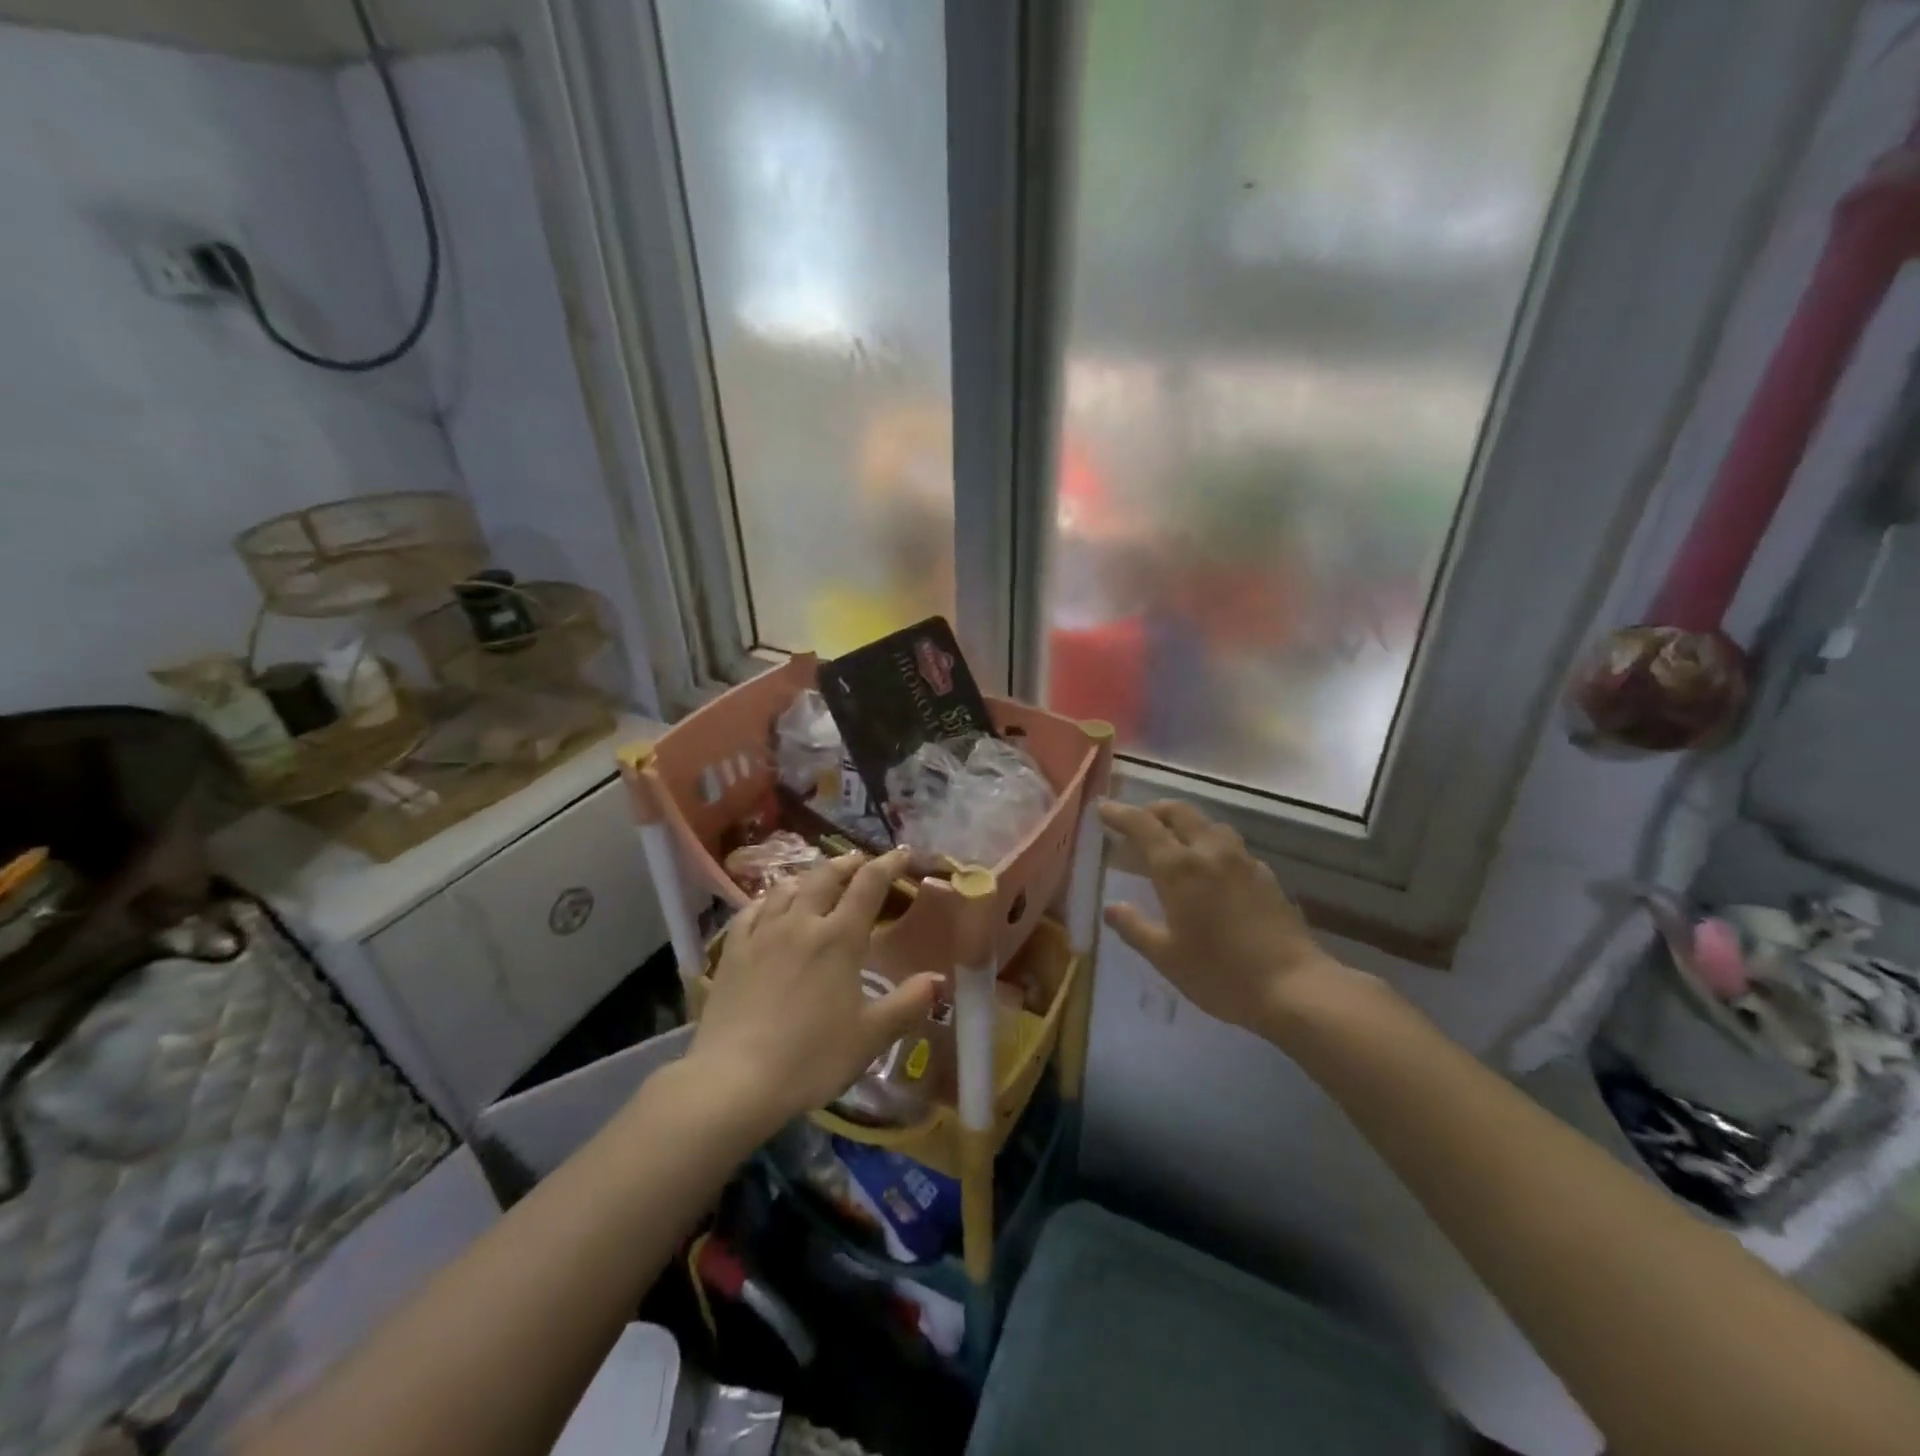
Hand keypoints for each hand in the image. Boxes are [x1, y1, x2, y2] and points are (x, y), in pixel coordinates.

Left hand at [686, 848, 940, 1129]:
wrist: (734, 1081)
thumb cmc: (811, 1058)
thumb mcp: (870, 1037)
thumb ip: (908, 1004)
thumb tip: (939, 979)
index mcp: (839, 938)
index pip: (869, 885)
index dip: (888, 864)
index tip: (902, 854)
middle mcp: (801, 923)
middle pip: (825, 876)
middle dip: (848, 863)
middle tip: (860, 862)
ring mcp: (762, 934)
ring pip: (787, 887)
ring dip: (808, 877)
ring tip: (818, 880)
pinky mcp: (733, 951)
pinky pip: (751, 910)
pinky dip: (768, 899)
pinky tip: (770, 905)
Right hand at [1099, 800, 1357, 1037]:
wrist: (1295, 987)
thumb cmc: (1220, 974)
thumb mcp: (1166, 957)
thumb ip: (1135, 927)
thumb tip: (1112, 907)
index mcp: (1179, 868)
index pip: (1142, 825)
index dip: (1119, 813)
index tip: (1102, 809)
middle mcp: (1210, 853)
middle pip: (1179, 812)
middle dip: (1153, 810)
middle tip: (1136, 822)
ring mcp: (1242, 861)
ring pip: (1209, 824)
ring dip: (1186, 824)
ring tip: (1174, 843)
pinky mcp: (1266, 876)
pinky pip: (1232, 847)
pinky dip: (1212, 846)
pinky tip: (1213, 871)